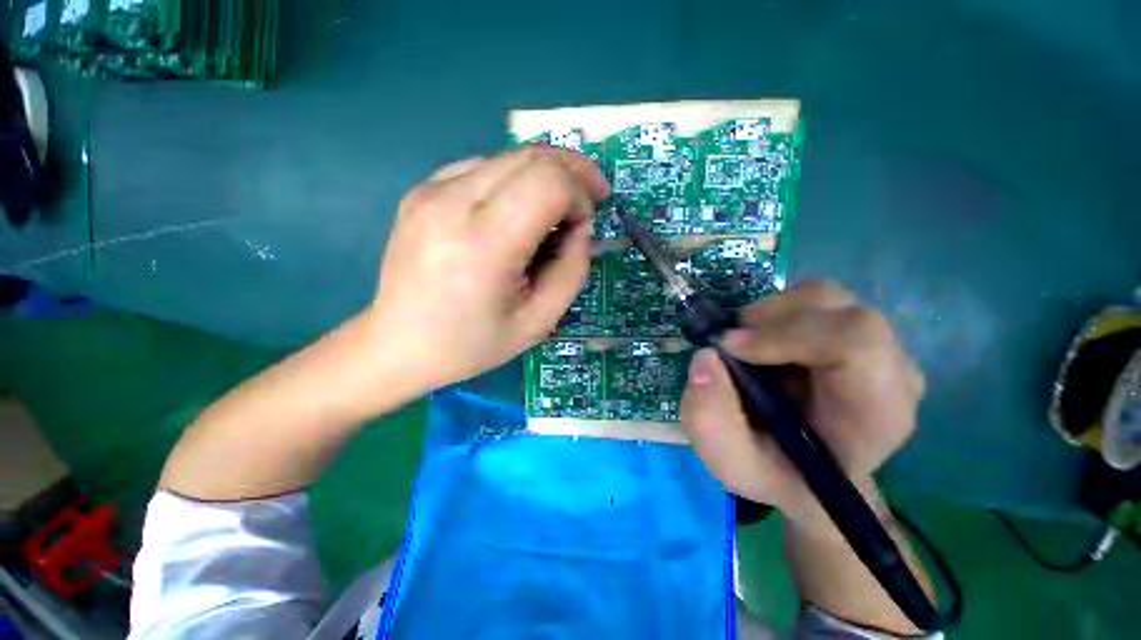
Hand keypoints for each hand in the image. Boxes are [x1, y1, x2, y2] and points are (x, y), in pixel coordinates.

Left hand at [359, 146, 610, 392]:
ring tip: (554, 211)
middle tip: (590, 197)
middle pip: (530, 157)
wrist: (398, 344)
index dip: (579, 194)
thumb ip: (572, 269)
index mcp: (484, 246)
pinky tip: (515, 212)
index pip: (548, 183)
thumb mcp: (539, 321)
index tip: (585, 223)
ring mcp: (430, 191)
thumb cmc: (472, 343)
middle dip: (572, 172)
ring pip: (508, 157)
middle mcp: (451, 204)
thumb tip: (579, 226)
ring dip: (544, 176)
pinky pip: (482, 168)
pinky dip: (513, 182)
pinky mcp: (421, 190)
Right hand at [679, 281, 923, 537]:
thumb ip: (709, 418)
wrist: (806, 474)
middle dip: (769, 317)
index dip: (786, 332)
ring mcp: (878, 348)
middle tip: (730, 344)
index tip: (731, 347)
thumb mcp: (729, 462)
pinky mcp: (854, 335)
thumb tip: (706, 357)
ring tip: (745, 344)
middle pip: (839, 308)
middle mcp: (891, 372)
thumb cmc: (774, 472)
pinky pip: (816, 303)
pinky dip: (777, 313)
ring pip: (824, 296)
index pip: (856, 341)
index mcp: (875, 412)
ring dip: (770, 313)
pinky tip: (763, 343)